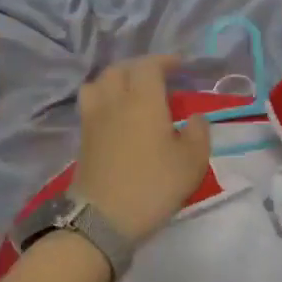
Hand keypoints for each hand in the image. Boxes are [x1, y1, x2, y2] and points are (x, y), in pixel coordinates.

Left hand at [71, 56, 212, 244]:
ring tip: (131, 92)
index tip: (180, 66)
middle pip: (120, 69)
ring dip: (115, 80)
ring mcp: (93, 119)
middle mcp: (114, 101)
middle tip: (157, 77)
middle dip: (139, 67)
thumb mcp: (192, 162)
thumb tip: (196, 118)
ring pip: (99, 83)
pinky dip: (104, 100)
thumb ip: (199, 133)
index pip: (149, 66)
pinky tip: (117, 116)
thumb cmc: (153, 185)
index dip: (165, 61)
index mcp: (143, 99)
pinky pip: (91, 104)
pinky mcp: (82, 139)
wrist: (102, 219)